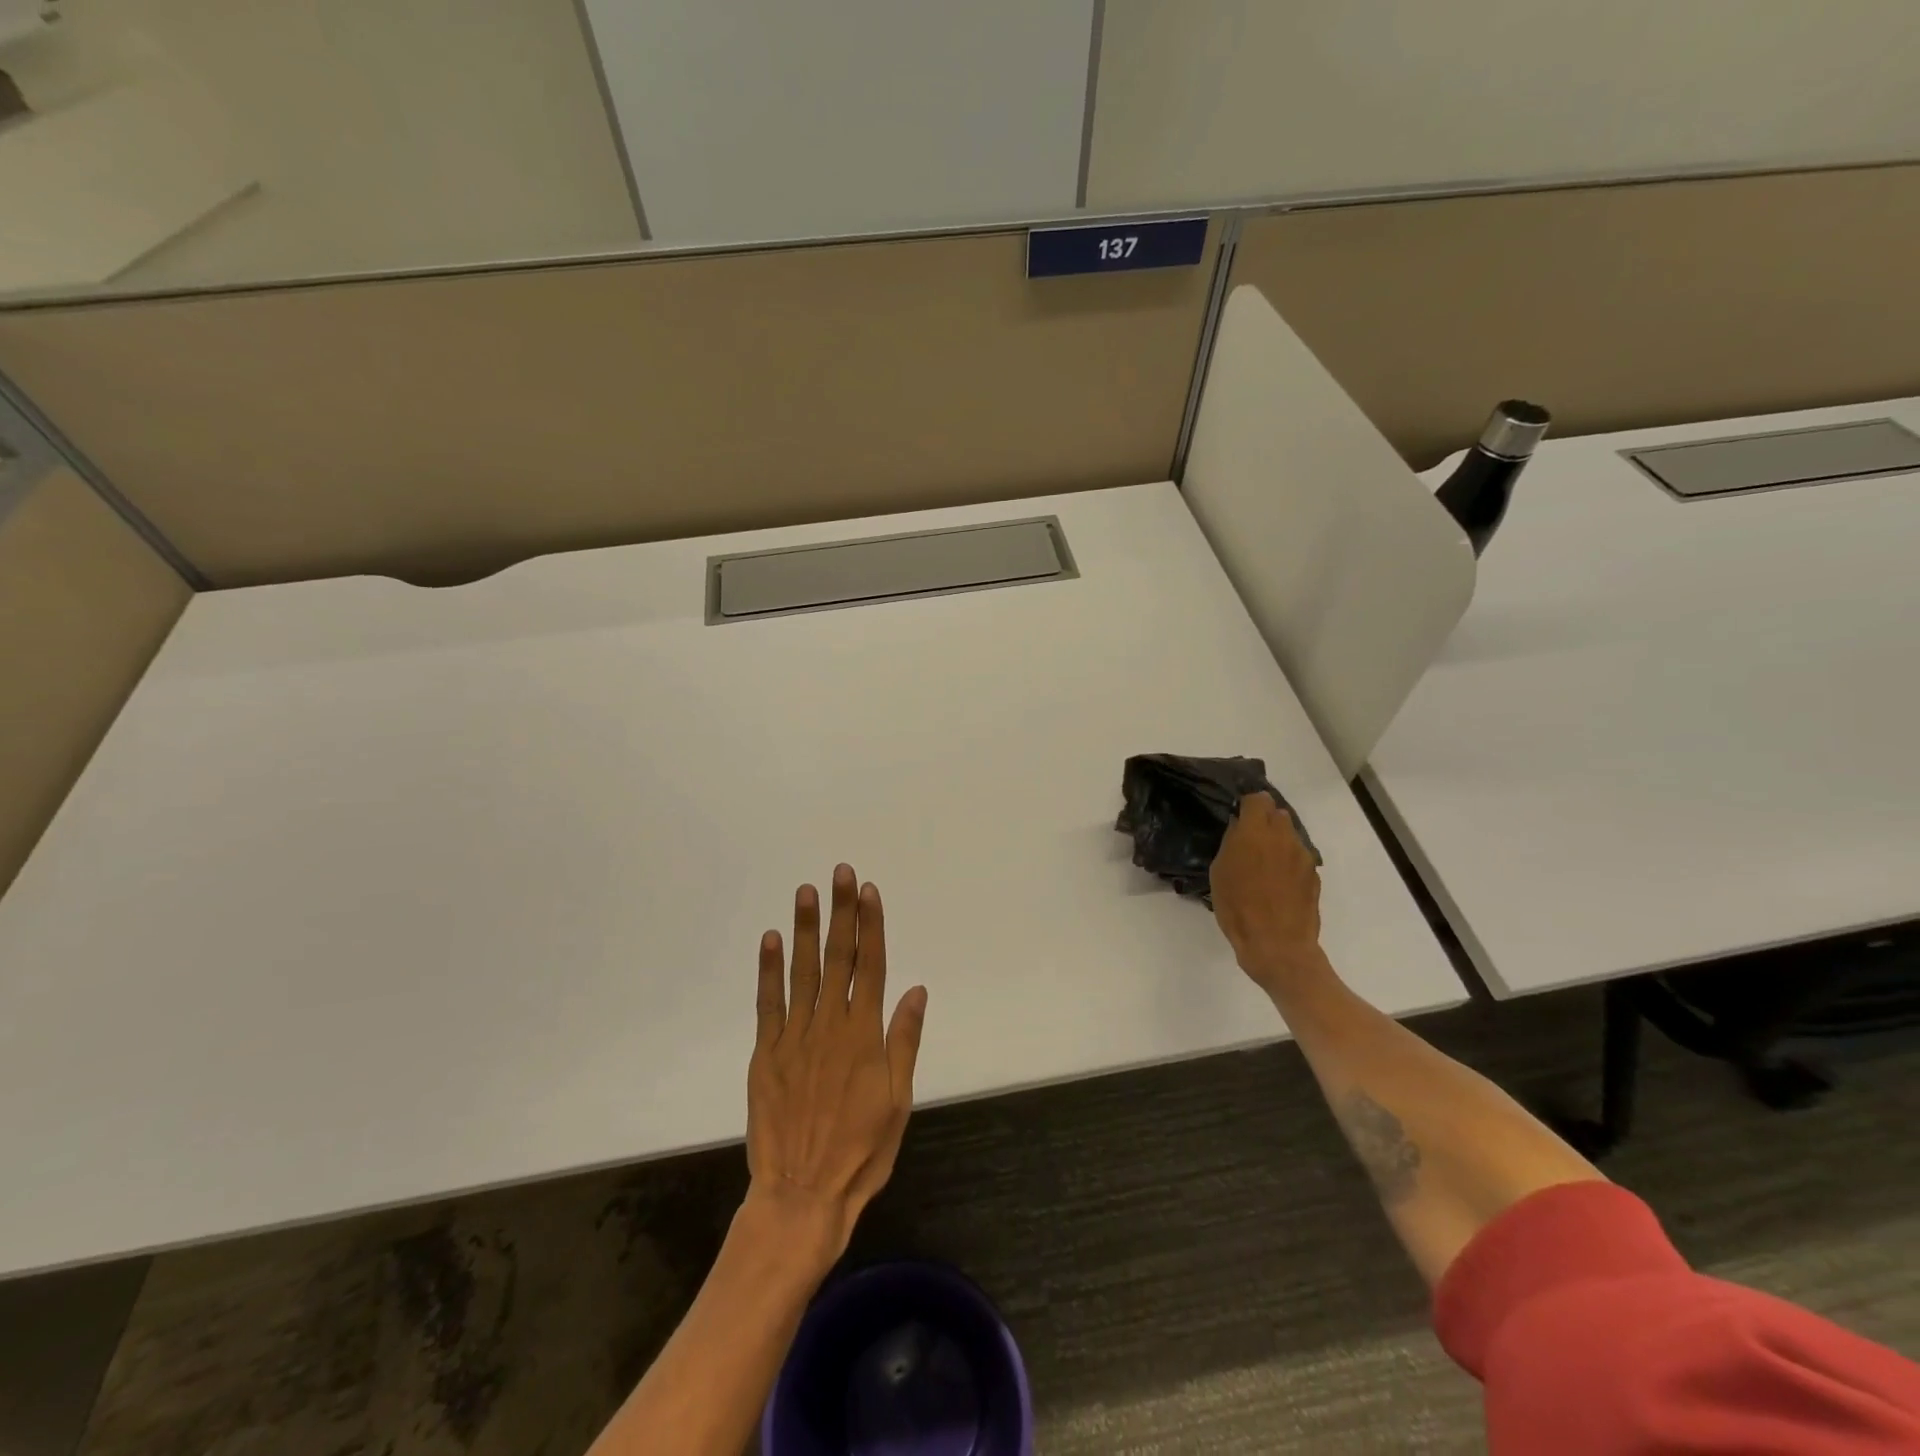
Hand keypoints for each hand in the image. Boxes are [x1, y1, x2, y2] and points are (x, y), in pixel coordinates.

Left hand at [745, 865, 927, 1270]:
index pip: (871, 965)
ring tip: (806, 892)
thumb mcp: (897, 1100)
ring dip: (805, 928)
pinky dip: (769, 970)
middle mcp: (830, 1025)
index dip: (871, 926)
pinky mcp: (766, 1053)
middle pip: (838, 957)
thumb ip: (904, 1040)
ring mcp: (794, 1037)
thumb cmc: (861, 1151)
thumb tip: (916, 990)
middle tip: (840, 874)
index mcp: (865, 1034)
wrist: (802, 1194)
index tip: (869, 891)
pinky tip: (771, 940)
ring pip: (802, 971)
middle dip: (841, 912)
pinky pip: (768, 1003)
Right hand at [1211, 793, 1326, 995]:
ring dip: (1277, 841)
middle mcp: (1284, 838)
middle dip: (1264, 821)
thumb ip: (1231, 843)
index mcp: (1256, 832)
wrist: (1278, 946)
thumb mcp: (1220, 873)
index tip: (1237, 816)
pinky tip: (1276, 884)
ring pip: (1290, 835)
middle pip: (1277, 813)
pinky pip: (1298, 857)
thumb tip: (1239, 828)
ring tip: (1263, 864)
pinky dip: (1288, 862)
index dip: (1247, 805)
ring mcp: (1303, 856)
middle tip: (1249, 840)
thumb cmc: (1238, 908)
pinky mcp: (1314, 876)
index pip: (1257, 799)